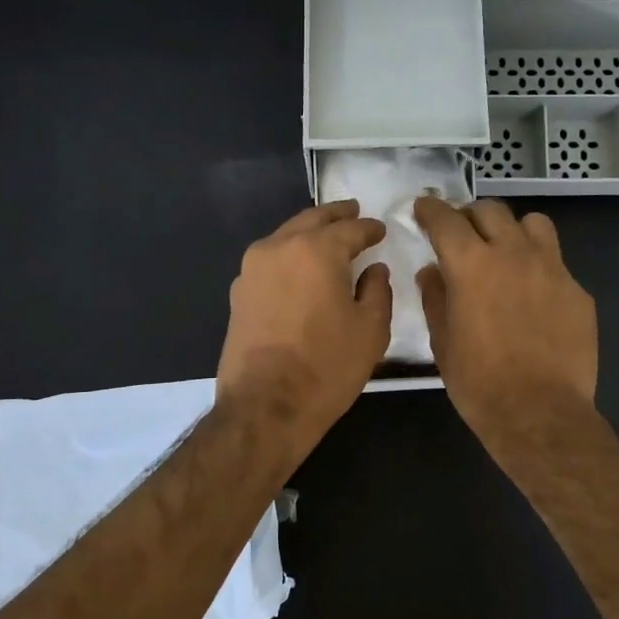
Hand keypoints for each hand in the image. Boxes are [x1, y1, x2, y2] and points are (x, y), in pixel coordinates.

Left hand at [216, 201, 390, 458]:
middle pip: (311, 221)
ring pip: (285, 237)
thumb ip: (377, 290)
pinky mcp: (238, 293)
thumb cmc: (327, 367)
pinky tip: (300, 269)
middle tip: (353, 212)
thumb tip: (373, 269)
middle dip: (335, 216)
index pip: (350, 229)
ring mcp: (252, 270)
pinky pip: (269, 261)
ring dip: (308, 233)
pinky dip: (289, 256)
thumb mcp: (371, 330)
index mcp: (316, 250)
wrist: (265, 406)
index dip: (369, 228)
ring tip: (327, 238)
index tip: (380, 230)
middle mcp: (279, 248)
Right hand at [413, 197, 597, 440]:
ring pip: (532, 224)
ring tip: (504, 252)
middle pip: (490, 211)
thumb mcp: (443, 341)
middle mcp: (513, 254)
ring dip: (511, 230)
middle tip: (461, 234)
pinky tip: (532, 295)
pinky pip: (555, 262)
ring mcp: (552, 269)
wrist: (539, 412)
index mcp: (471, 264)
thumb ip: (435, 297)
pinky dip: (537, 266)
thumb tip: (433, 272)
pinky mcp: (577, 291)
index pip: (446, 219)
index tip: (423, 208)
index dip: (430, 209)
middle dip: (469, 216)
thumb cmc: (479, 382)